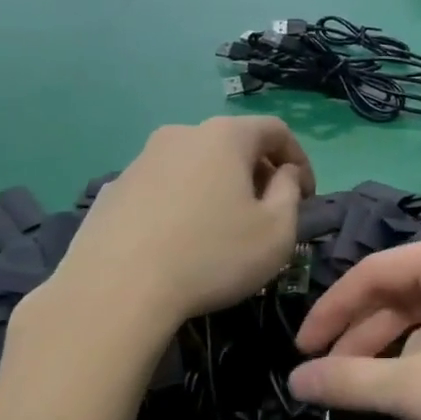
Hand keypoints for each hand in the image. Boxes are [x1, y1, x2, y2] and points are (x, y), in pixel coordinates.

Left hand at [48, 117, 312, 331]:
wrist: (116, 289)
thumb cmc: (212, 256)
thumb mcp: (277, 232)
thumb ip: (290, 193)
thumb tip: (284, 175)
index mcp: (225, 136)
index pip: (275, 130)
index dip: (299, 159)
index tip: (306, 195)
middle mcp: (181, 134)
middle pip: (232, 144)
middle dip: (258, 173)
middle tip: (268, 211)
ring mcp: (141, 159)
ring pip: (195, 165)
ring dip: (218, 187)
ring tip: (223, 228)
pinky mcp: (114, 189)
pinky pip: (164, 187)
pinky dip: (183, 203)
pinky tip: (181, 241)